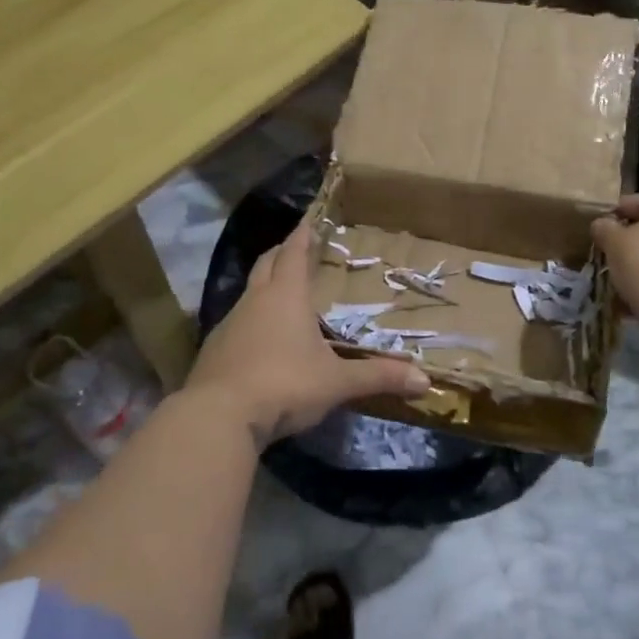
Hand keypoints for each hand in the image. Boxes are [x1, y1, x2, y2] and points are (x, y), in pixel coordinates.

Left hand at [186, 222, 429, 443]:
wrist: (219, 417)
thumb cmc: (284, 385)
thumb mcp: (336, 382)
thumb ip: (378, 377)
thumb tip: (424, 381)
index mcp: (286, 296)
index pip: (293, 253)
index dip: (302, 236)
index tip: (309, 221)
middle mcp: (255, 300)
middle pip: (266, 264)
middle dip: (281, 253)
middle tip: (296, 250)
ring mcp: (229, 324)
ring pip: (248, 292)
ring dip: (264, 288)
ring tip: (282, 295)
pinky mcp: (214, 349)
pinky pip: (236, 323)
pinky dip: (250, 320)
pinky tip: (260, 339)